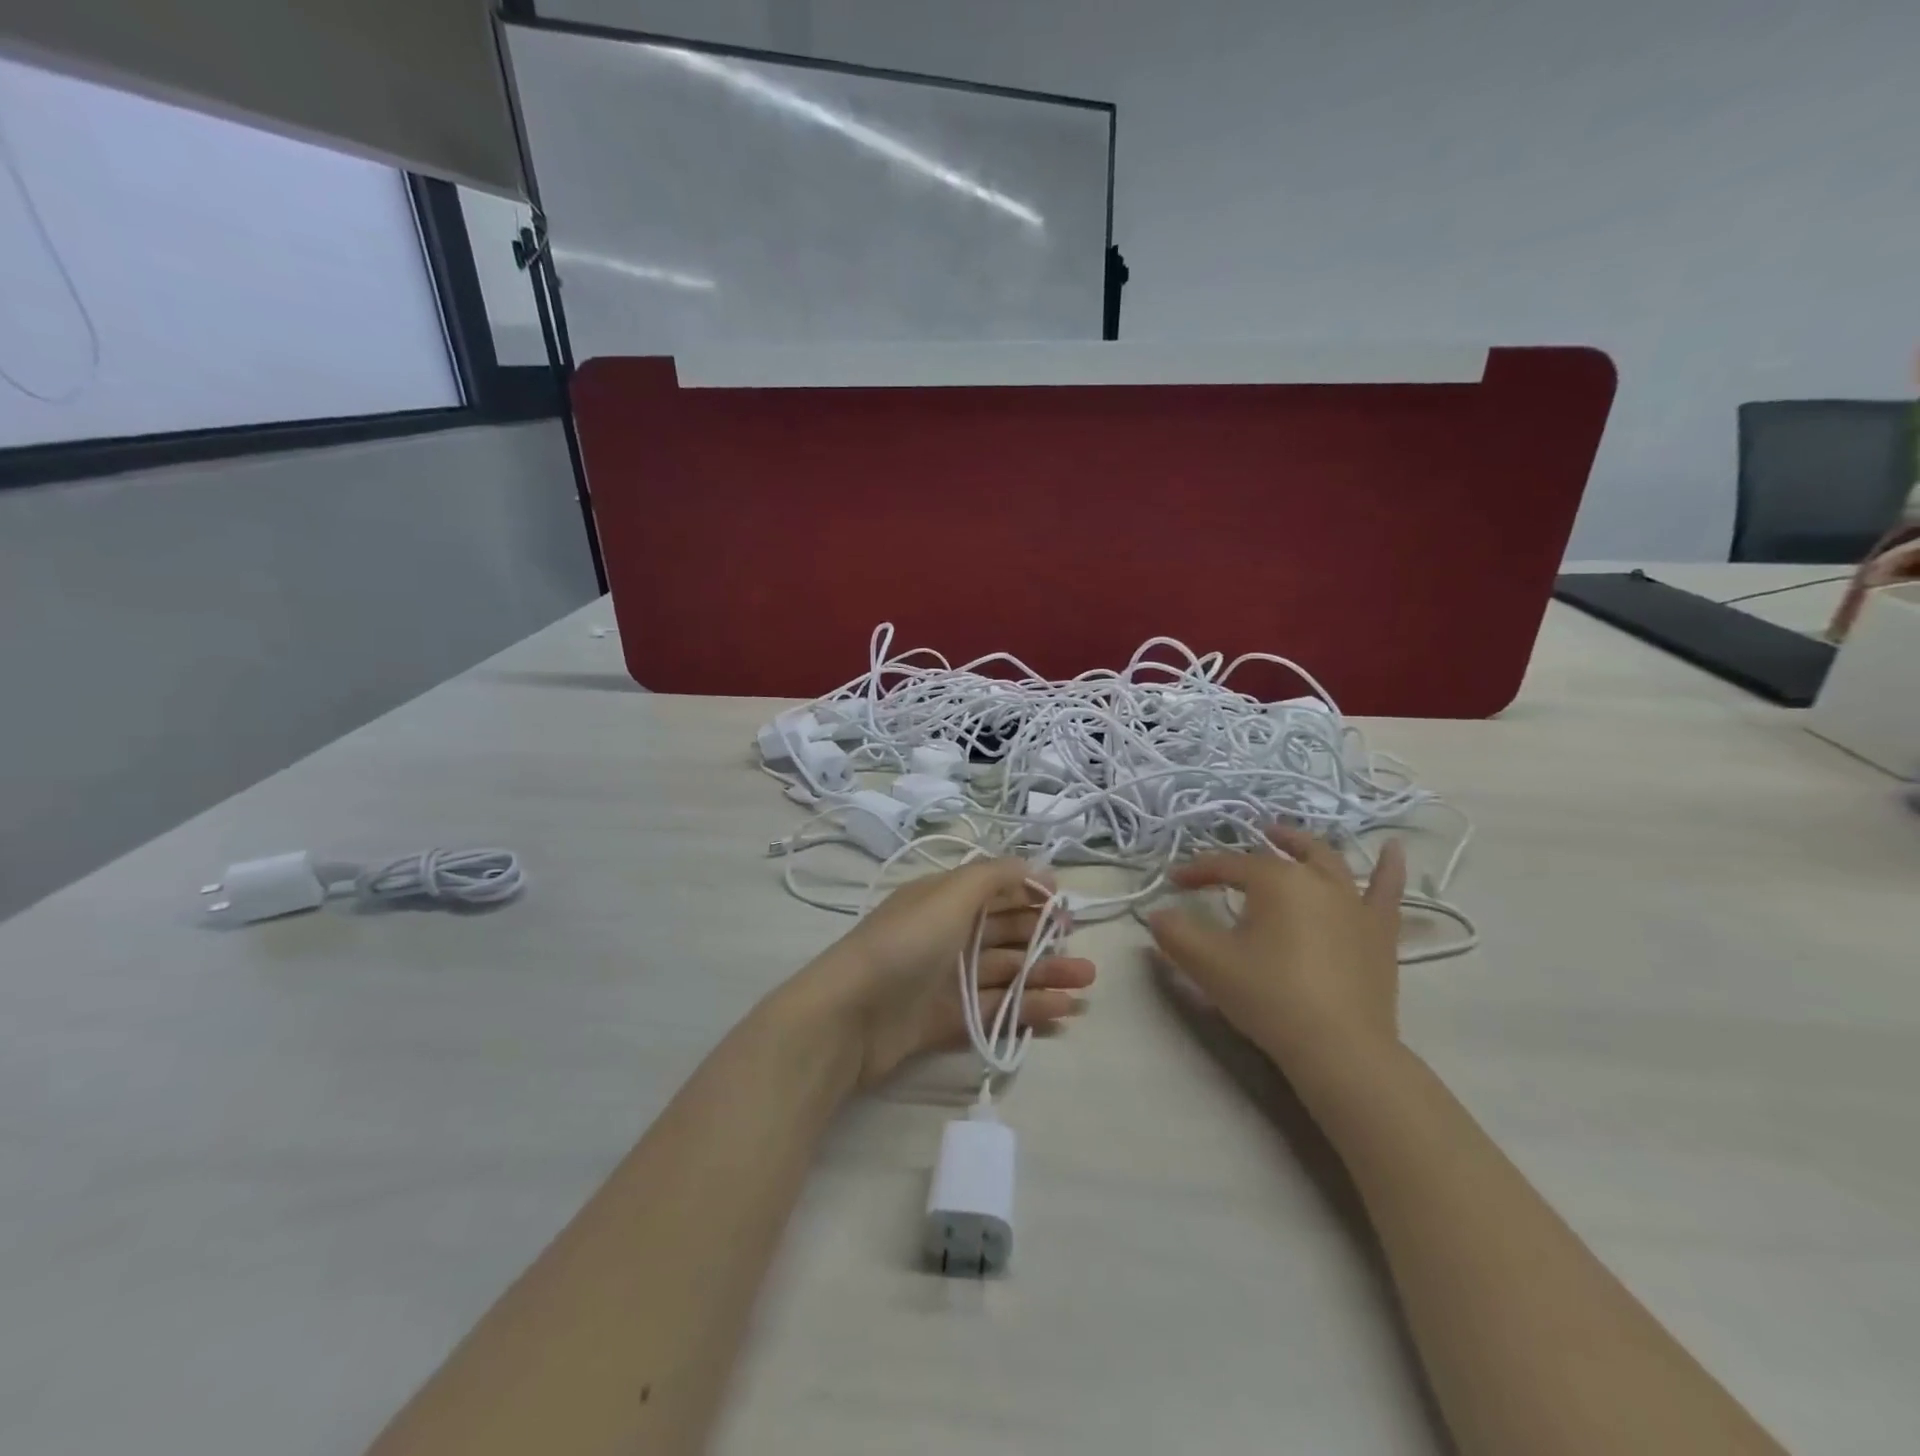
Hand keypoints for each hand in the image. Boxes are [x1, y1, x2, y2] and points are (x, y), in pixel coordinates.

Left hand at [797, 858, 1095, 1089]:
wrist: (850, 1016)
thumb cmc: (904, 944)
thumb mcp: (949, 895)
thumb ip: (995, 876)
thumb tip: (1037, 867)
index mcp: (944, 900)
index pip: (994, 890)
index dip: (1030, 894)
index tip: (1066, 905)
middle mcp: (946, 935)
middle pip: (1004, 933)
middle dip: (1045, 938)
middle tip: (1084, 951)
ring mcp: (947, 979)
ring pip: (1005, 972)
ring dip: (1045, 975)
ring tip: (1086, 984)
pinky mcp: (947, 1019)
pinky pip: (995, 1010)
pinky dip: (1028, 1008)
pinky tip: (1062, 1011)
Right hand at [1146, 827, 1405, 1081]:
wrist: (1340, 1049)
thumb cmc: (1269, 997)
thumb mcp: (1208, 964)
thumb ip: (1174, 934)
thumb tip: (1155, 915)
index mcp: (1275, 881)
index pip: (1227, 865)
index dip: (1197, 871)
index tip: (1174, 883)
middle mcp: (1317, 880)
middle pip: (1279, 855)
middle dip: (1251, 849)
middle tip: (1231, 855)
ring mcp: (1355, 904)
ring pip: (1329, 862)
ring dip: (1304, 846)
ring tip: (1287, 838)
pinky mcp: (1380, 933)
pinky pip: (1388, 892)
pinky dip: (1390, 868)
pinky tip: (1396, 849)